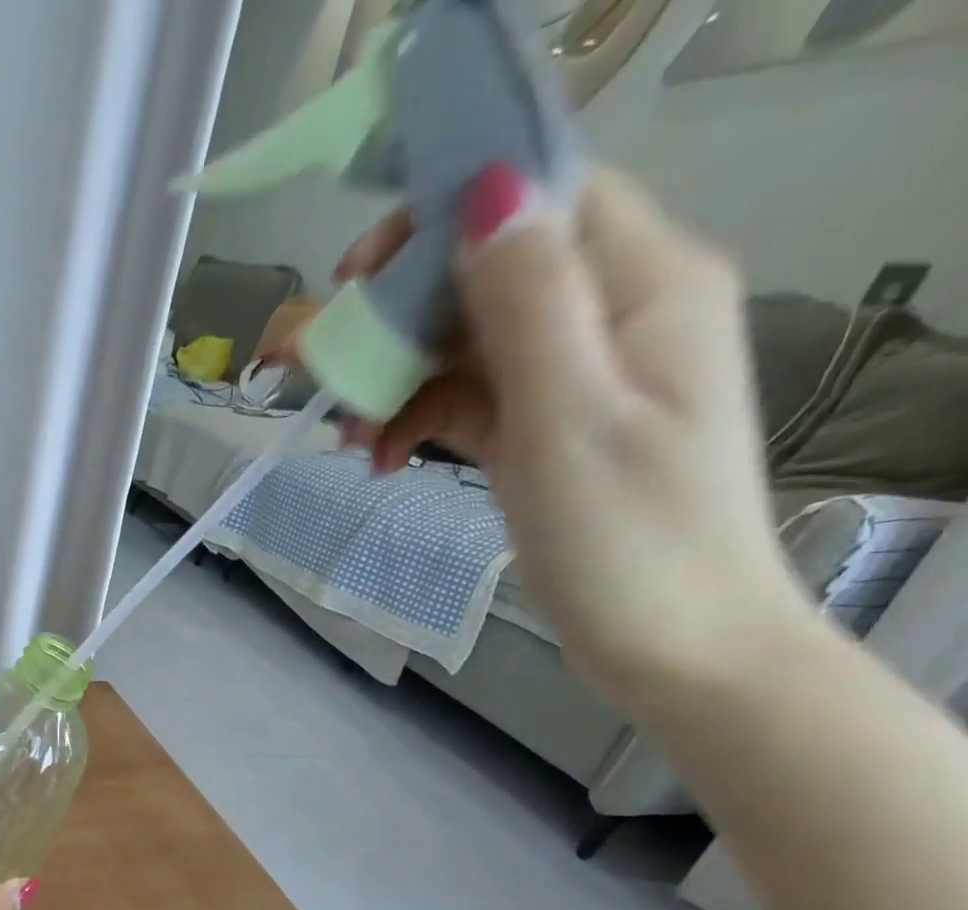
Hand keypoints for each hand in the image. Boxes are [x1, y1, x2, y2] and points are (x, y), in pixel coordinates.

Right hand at [331, 164, 811, 708]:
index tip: (354, 276)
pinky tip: (379, 461)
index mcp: (643, 287)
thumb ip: (530, 303)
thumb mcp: (569, 417)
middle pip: (485, 277)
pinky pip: (467, 399)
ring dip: (393, 382)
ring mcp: (574, 377)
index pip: (540, 200)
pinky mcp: (544, 429)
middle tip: (307, 365)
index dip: (442, 219)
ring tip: (347, 440)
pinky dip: (416, 421)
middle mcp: (611, 315)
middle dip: (393, 317)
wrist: (672, 646)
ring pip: (464, 344)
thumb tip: (487, 192)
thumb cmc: (627, 540)